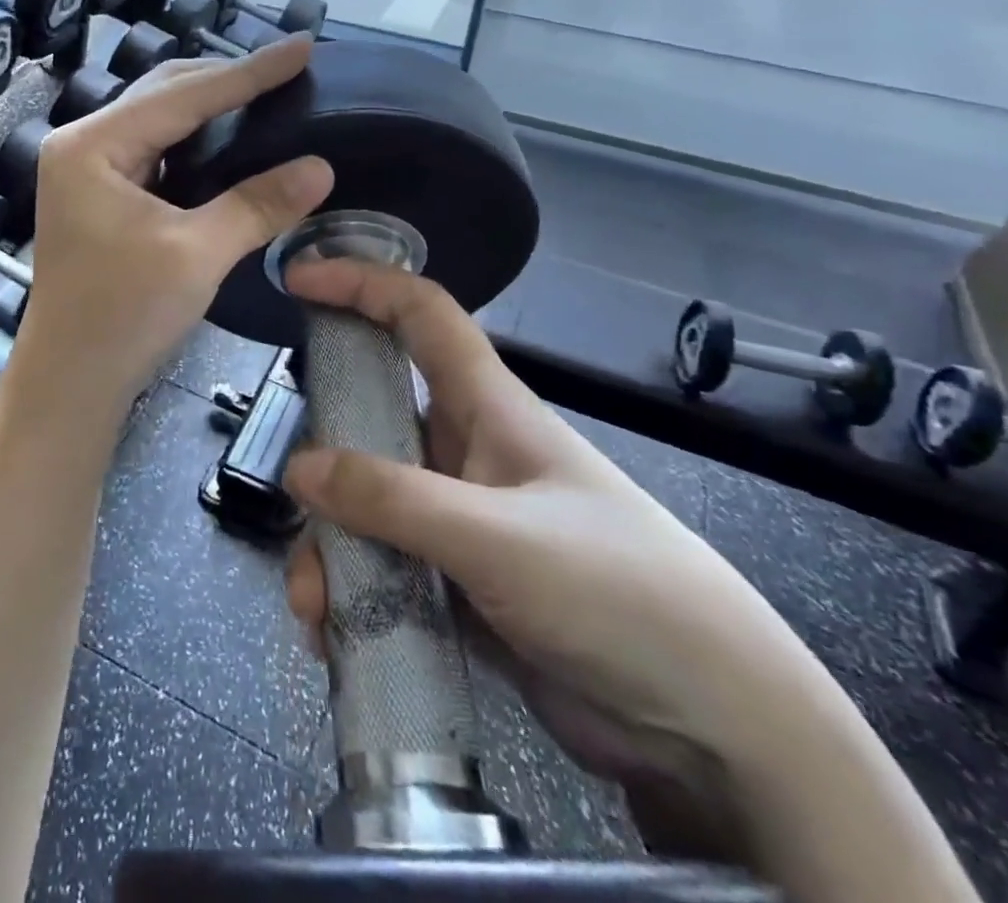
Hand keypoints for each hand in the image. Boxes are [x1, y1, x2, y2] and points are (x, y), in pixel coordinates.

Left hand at [9, 39, 333, 423]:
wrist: (69, 382)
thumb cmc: (122, 317)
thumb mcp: (196, 255)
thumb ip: (257, 205)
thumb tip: (320, 167)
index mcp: (92, 145)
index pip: (182, 95)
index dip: (248, 72)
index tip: (302, 46)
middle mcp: (83, 144)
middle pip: (164, 95)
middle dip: (226, 81)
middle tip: (288, 69)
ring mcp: (88, 169)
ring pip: (159, 120)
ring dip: (210, 107)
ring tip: (267, 93)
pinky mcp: (101, 195)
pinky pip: (156, 150)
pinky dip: (195, 141)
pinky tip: (230, 139)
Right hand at [280, 259, 858, 857]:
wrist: (715, 728)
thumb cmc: (619, 594)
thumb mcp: (499, 539)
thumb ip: (394, 501)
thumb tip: (299, 469)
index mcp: (488, 407)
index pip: (419, 315)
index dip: (361, 284)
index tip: (299, 280)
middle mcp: (466, 451)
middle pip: (372, 417)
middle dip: (325, 453)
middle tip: (292, 495)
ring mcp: (459, 519)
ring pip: (367, 502)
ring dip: (331, 545)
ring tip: (316, 604)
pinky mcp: (457, 582)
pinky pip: (381, 565)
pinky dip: (351, 590)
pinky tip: (334, 634)